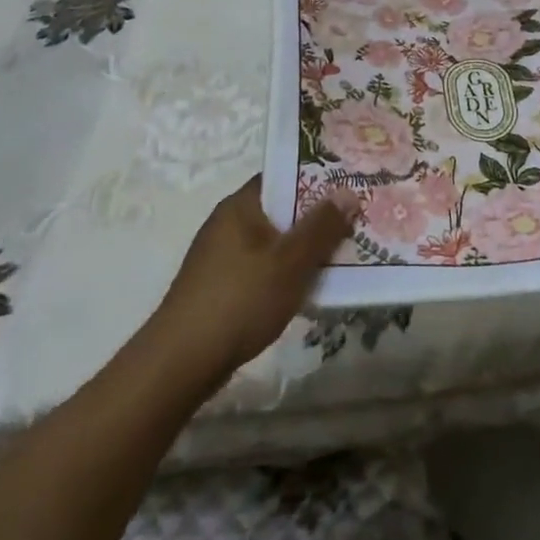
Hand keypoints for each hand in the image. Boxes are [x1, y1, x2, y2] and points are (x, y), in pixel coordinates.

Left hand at [153, 177, 358, 385]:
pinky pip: (265, 266)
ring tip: (345, 252)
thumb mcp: (290, 261)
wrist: (181, 364)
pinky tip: (311, 286)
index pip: (284, 176)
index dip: (319, 176)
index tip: (351, 183)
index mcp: (241, 206)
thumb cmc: (240, 300)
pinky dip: (289, 271)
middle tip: (358, 218)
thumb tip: (349, 191)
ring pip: (276, 241)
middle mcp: (229, 223)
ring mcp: (223, 256)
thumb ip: (322, 226)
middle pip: (282, 209)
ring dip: (306, 247)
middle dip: (319, 216)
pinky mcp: (223, 286)